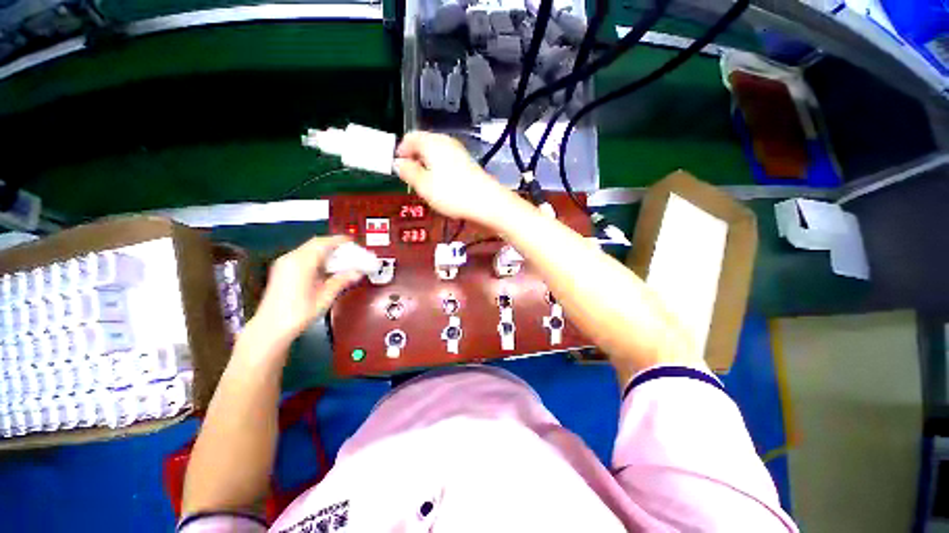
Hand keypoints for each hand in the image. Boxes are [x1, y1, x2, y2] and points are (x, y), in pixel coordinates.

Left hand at [249, 236, 362, 345]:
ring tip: (341, 260)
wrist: (270, 328)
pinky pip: (302, 256)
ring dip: (325, 251)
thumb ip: (341, 281)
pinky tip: (326, 268)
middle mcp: (290, 259)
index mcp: (301, 263)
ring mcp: (284, 264)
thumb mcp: (325, 297)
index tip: (352, 242)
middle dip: (334, 245)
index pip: (323, 243)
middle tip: (350, 252)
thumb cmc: (299, 313)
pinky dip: (316, 257)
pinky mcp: (281, 270)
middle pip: (315, 243)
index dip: (339, 240)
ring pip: (308, 249)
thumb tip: (358, 272)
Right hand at [394, 131, 512, 224]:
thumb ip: (408, 172)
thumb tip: (398, 163)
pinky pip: (447, 161)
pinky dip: (440, 170)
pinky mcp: (468, 163)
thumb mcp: (423, 186)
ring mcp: (459, 151)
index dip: (401, 151)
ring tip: (426, 185)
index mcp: (431, 142)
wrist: (486, 201)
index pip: (410, 137)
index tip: (399, 167)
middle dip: (415, 159)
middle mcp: (445, 141)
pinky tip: (443, 186)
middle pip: (424, 144)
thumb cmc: (451, 193)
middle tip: (412, 178)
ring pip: (436, 154)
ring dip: (427, 166)